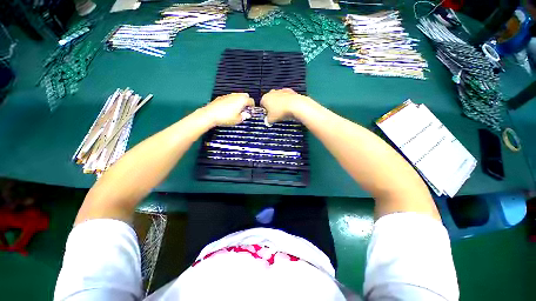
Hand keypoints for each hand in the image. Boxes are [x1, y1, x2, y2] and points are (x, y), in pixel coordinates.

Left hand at [202, 93, 254, 126]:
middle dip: (246, 102)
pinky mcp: (222, 97)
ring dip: (239, 101)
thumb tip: (246, 115)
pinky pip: (230, 98)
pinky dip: (232, 101)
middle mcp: (236, 95)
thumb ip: (244, 116)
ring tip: (237, 110)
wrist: (210, 114)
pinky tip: (229, 109)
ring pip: (237, 96)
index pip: (251, 101)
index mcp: (242, 100)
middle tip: (245, 110)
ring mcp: (228, 95)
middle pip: (245, 96)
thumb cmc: (225, 117)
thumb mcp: (238, 120)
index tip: (251, 111)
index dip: (252, 107)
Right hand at [260, 89, 311, 123]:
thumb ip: (267, 120)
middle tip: (275, 114)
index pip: (262, 105)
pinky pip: (285, 97)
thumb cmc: (281, 111)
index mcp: (265, 98)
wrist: (295, 106)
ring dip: (279, 104)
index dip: (265, 111)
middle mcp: (271, 92)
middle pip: (270, 100)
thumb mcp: (271, 120)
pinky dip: (286, 101)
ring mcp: (280, 91)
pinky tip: (288, 108)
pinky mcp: (289, 91)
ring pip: (278, 98)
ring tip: (283, 112)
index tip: (268, 116)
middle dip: (272, 107)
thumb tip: (268, 121)